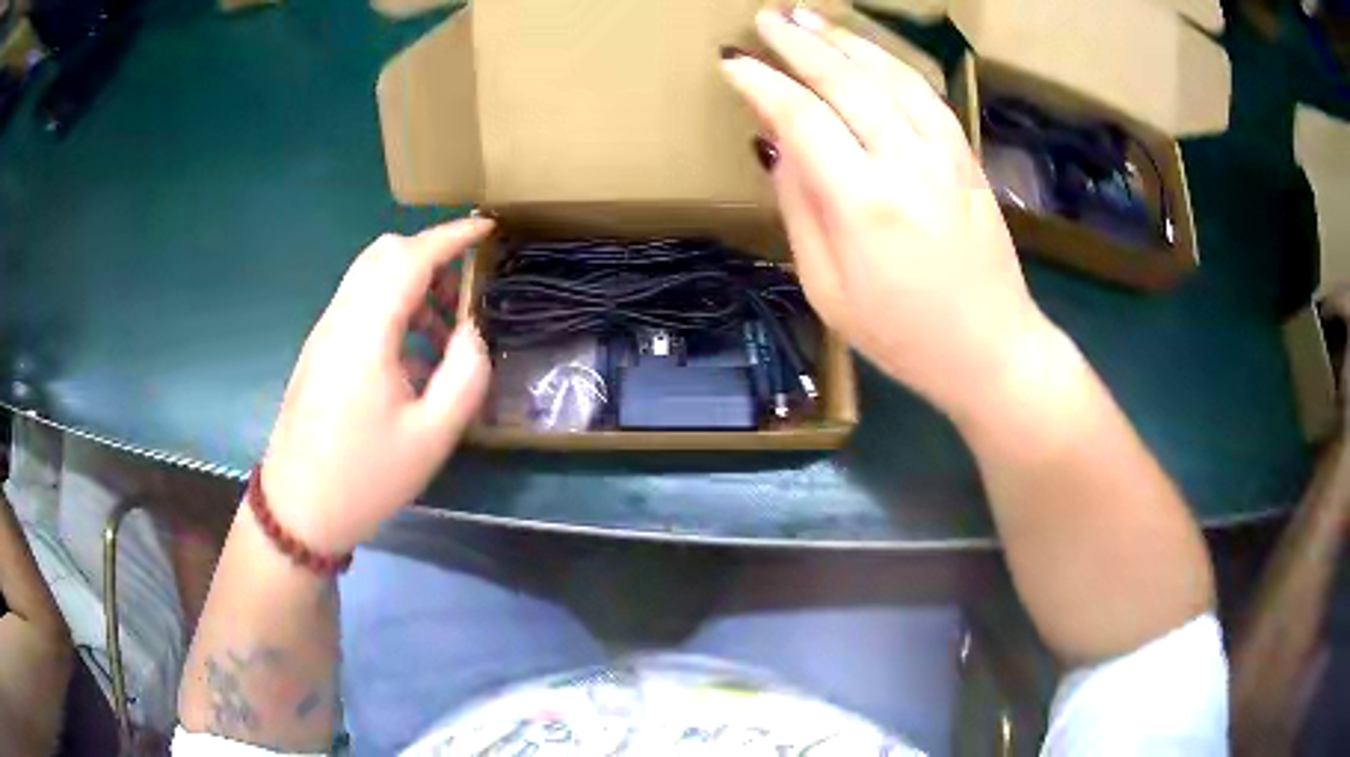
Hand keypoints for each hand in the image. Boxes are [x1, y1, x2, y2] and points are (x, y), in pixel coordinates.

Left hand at [261, 219, 493, 554]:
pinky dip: (391, 305)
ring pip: (368, 276)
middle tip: (465, 285)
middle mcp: (340, 318)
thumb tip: (471, 331)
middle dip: (430, 253)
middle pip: (383, 254)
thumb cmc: (365, 477)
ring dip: (410, 283)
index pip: (410, 258)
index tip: (486, 227)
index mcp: (366, 333)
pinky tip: (411, 354)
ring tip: (444, 329)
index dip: (451, 235)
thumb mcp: (431, 437)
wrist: (298, 509)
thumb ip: (464, 375)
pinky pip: (358, 303)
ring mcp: (324, 333)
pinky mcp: (318, 351)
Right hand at [722, 9, 1054, 415]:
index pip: (802, 120)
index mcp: (864, 205)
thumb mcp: (830, 293)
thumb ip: (801, 212)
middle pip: (846, 83)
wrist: (992, 350)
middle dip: (800, 45)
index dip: (763, 85)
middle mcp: (906, 165)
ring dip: (847, 41)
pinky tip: (870, 51)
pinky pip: (927, 95)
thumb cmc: (903, 337)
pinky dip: (893, 63)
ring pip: (891, 77)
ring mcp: (944, 156)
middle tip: (766, 19)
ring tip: (810, 18)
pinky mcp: (966, 158)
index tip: (734, 62)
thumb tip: (776, 149)